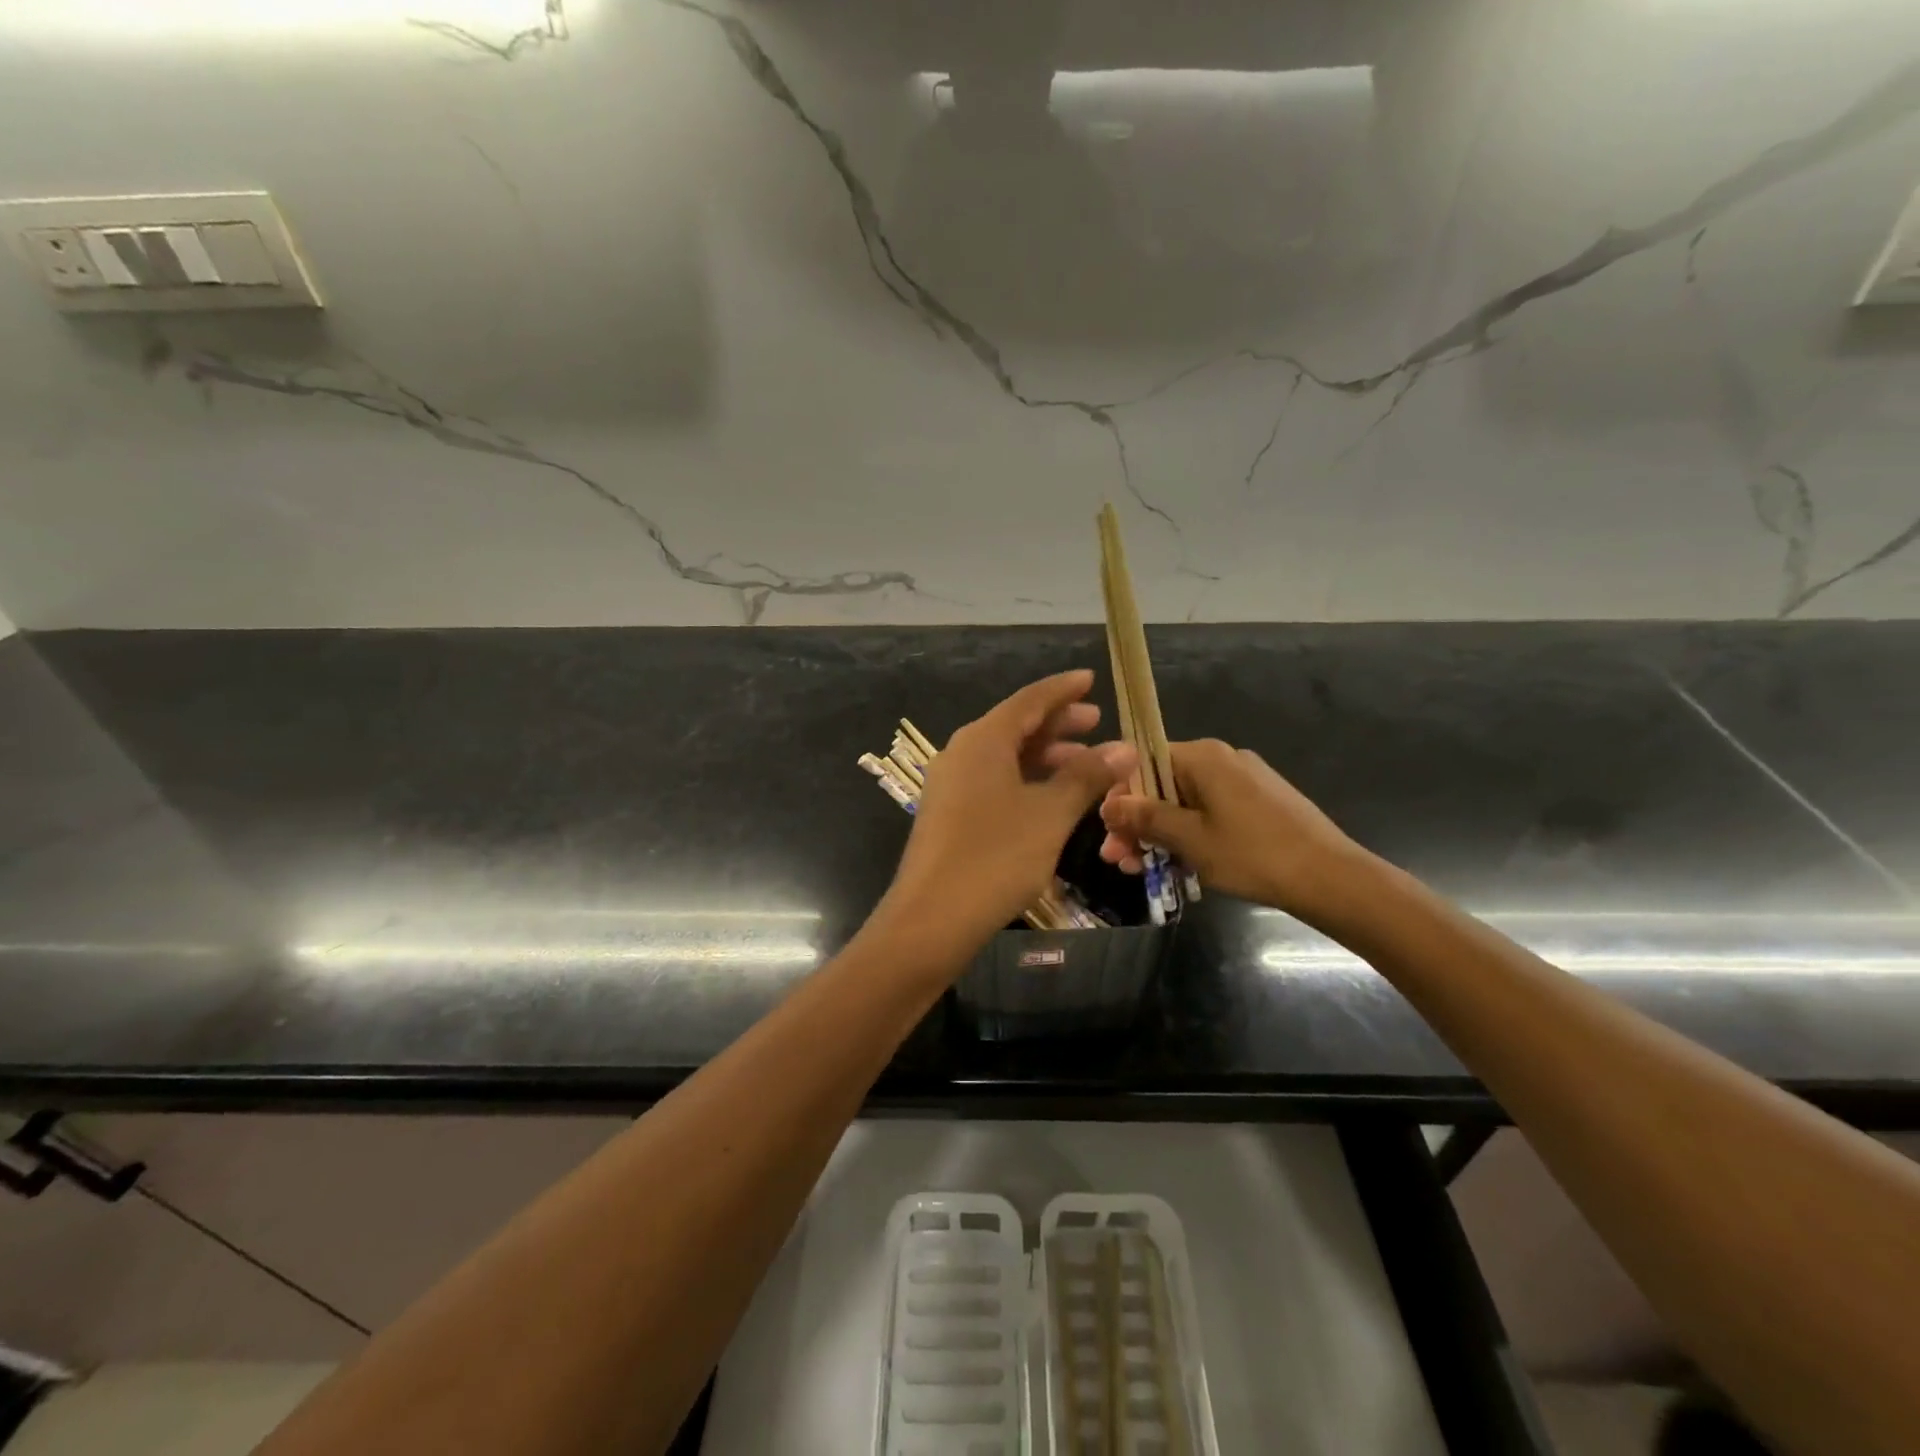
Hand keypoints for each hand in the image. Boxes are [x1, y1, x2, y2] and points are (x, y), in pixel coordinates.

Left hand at [880, 670, 1136, 952]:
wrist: (932, 919)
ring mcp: (952, 785)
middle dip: (1058, 724)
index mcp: (982, 740)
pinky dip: (1026, 780)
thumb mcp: (1049, 814)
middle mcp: (962, 753)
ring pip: (1005, 756)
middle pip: (1015, 726)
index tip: (1090, 679)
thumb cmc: (995, 857)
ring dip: (1045, 756)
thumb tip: (1125, 748)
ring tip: (1085, 762)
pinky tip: (1051, 797)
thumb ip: (1086, 777)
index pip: (1029, 700)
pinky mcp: (949, 814)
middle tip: (1097, 722)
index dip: (1063, 690)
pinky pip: (994, 781)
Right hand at [1099, 739, 1369, 919]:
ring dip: (1159, 834)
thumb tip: (1108, 805)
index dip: (1119, 796)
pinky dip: (1188, 834)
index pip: (1142, 762)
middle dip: (1136, 822)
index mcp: (1203, 757)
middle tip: (1118, 860)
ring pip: (1184, 802)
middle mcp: (1221, 759)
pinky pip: (1208, 812)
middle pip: (1161, 784)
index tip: (1107, 831)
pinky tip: (1178, 865)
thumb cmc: (1253, 854)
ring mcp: (1242, 780)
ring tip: (1142, 870)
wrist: (1332, 878)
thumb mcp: (1190, 839)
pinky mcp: (1258, 802)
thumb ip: (1145, 818)